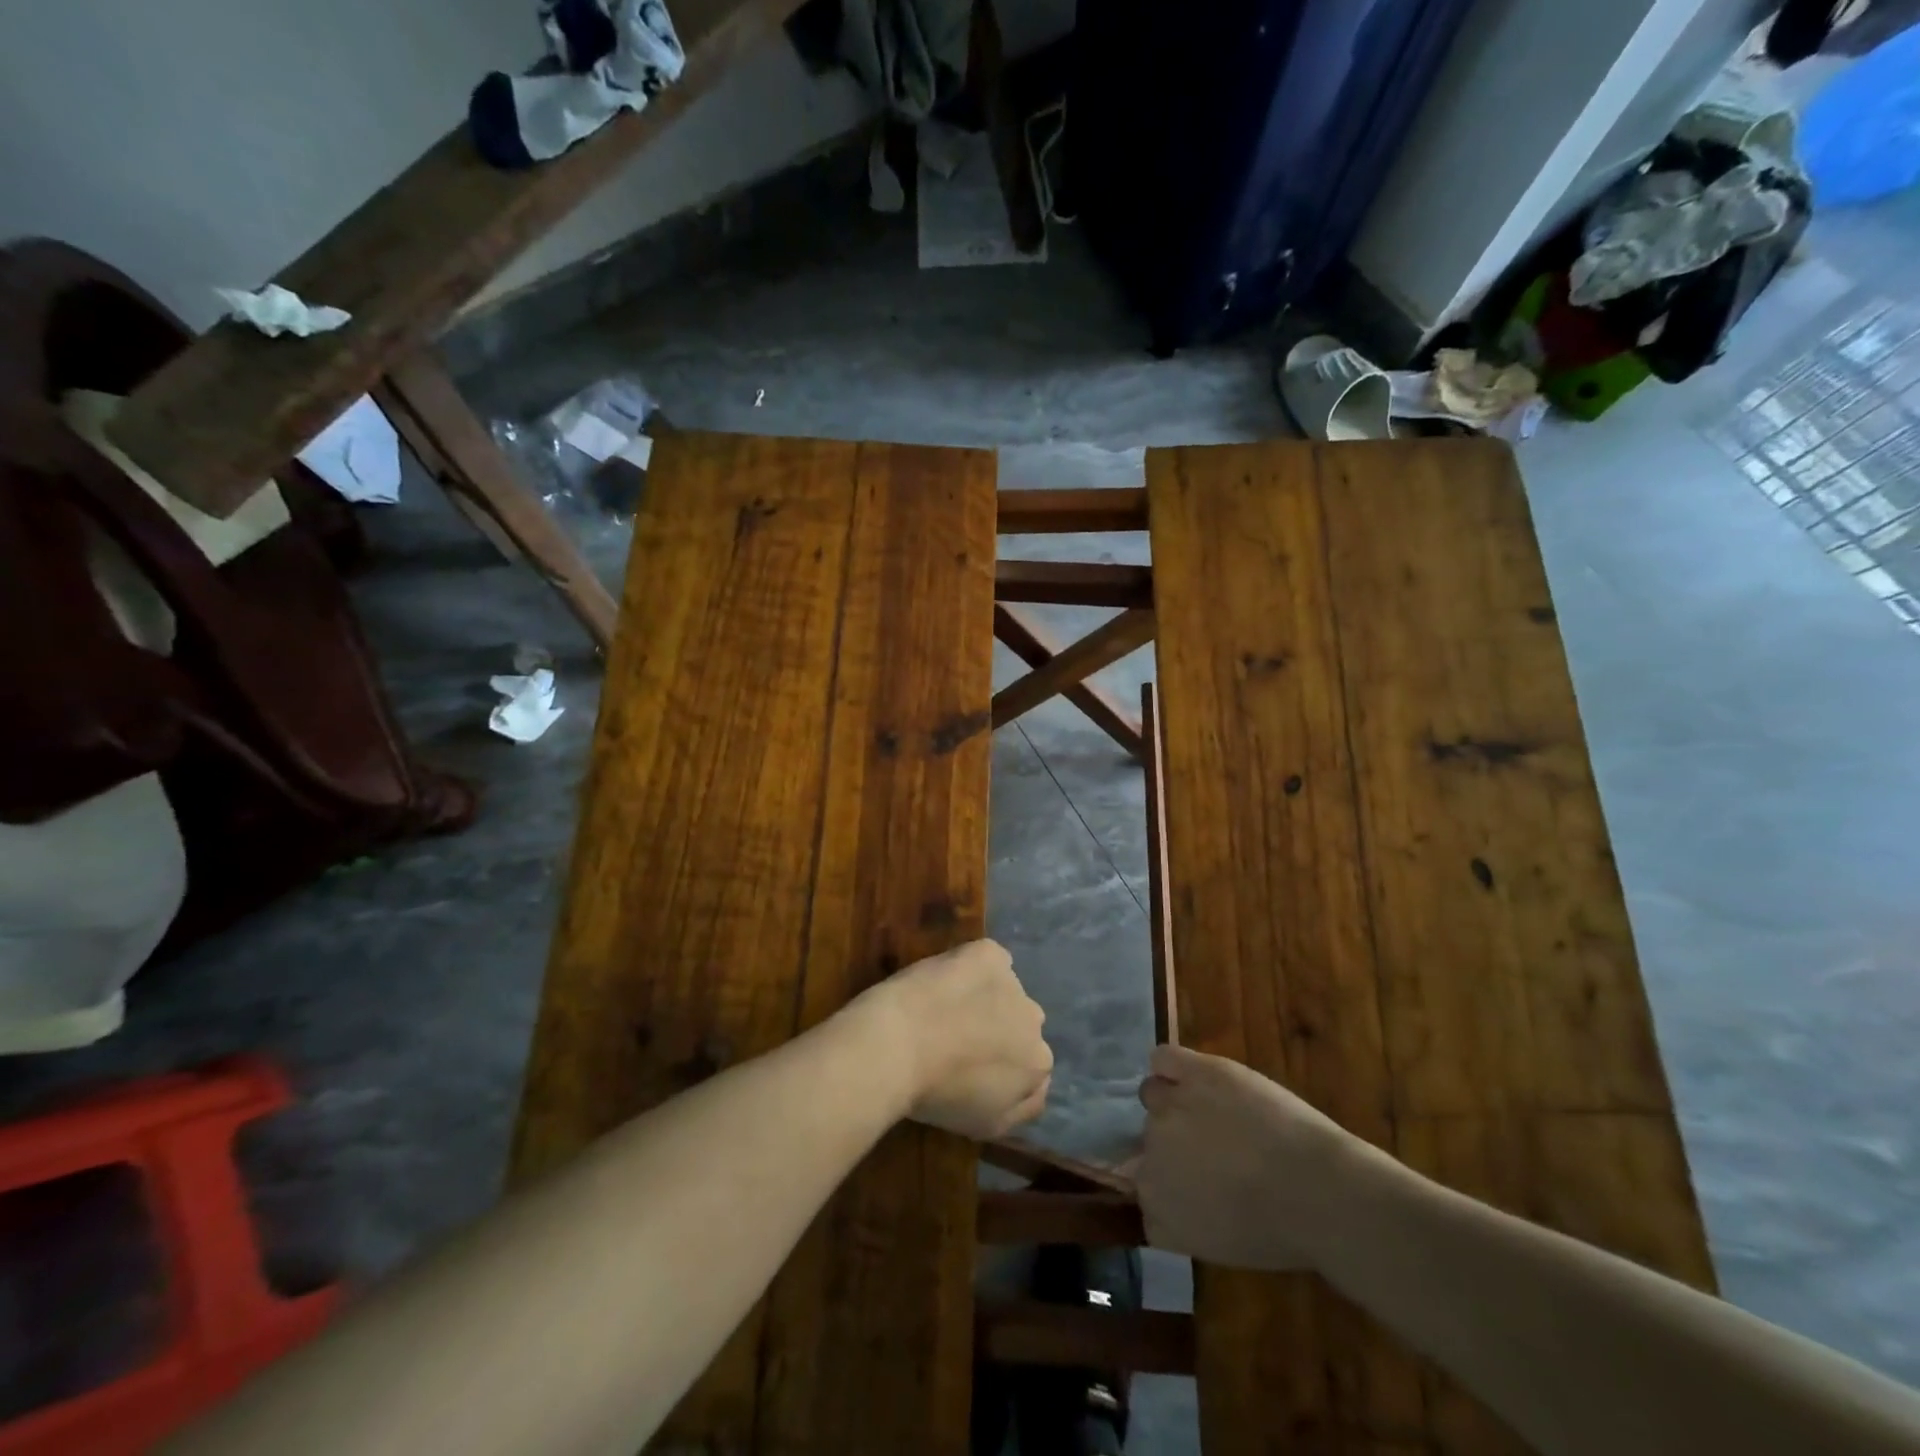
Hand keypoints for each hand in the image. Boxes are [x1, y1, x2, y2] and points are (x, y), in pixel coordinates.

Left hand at [865, 939, 1051, 1139]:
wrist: (896, 1046)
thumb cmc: (936, 1095)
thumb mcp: (985, 1126)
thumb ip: (1021, 1108)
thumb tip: (1032, 1088)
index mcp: (1037, 1064)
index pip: (1029, 1063)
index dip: (998, 1062)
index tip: (969, 1065)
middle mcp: (1034, 1020)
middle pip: (1019, 1022)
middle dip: (996, 1027)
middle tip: (956, 1035)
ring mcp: (1012, 981)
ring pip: (1004, 988)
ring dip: (984, 996)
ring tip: (943, 1007)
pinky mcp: (988, 953)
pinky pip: (989, 958)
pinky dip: (973, 966)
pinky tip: (947, 978)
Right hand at [1136, 1045, 1399, 1270]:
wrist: (1317, 1190)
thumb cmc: (1281, 1231)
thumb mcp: (1219, 1245)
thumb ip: (1182, 1217)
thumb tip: (1175, 1193)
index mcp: (1156, 1203)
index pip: (1142, 1188)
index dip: (1168, 1185)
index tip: (1193, 1187)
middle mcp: (1150, 1152)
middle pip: (1147, 1138)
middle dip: (1173, 1143)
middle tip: (1212, 1149)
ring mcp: (1168, 1107)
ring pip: (1152, 1094)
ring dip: (1174, 1102)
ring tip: (1211, 1110)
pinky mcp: (1192, 1072)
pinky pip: (1163, 1057)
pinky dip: (1172, 1065)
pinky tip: (1194, 1075)